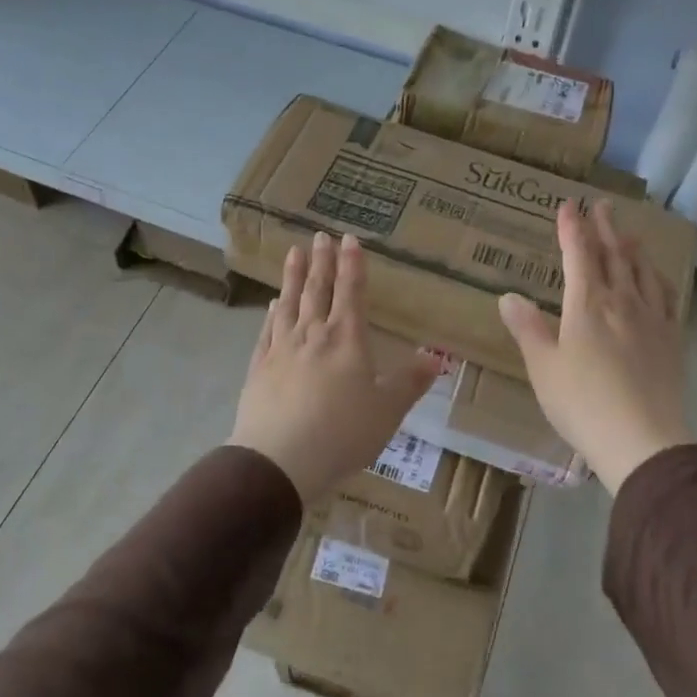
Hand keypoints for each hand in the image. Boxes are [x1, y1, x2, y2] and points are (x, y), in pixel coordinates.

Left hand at [231, 231, 441, 504]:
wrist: (277, 460)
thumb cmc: (341, 433)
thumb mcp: (387, 411)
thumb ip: (410, 382)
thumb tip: (437, 358)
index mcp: (346, 339)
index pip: (351, 291)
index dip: (352, 264)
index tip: (349, 238)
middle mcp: (313, 335)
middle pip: (318, 290)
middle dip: (322, 261)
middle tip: (320, 236)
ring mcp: (282, 349)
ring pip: (289, 303)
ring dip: (293, 276)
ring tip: (294, 253)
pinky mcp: (259, 368)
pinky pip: (267, 331)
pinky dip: (272, 314)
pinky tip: (273, 305)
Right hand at [499, 200, 690, 492]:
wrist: (643, 440)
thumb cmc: (582, 403)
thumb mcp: (543, 367)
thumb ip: (527, 329)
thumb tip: (508, 296)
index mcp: (587, 304)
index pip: (579, 254)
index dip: (572, 228)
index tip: (568, 205)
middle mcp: (622, 301)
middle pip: (614, 255)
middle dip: (605, 227)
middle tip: (603, 205)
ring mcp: (652, 318)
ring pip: (642, 271)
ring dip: (632, 247)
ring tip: (628, 233)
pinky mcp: (672, 338)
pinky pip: (667, 297)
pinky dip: (658, 278)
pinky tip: (657, 278)